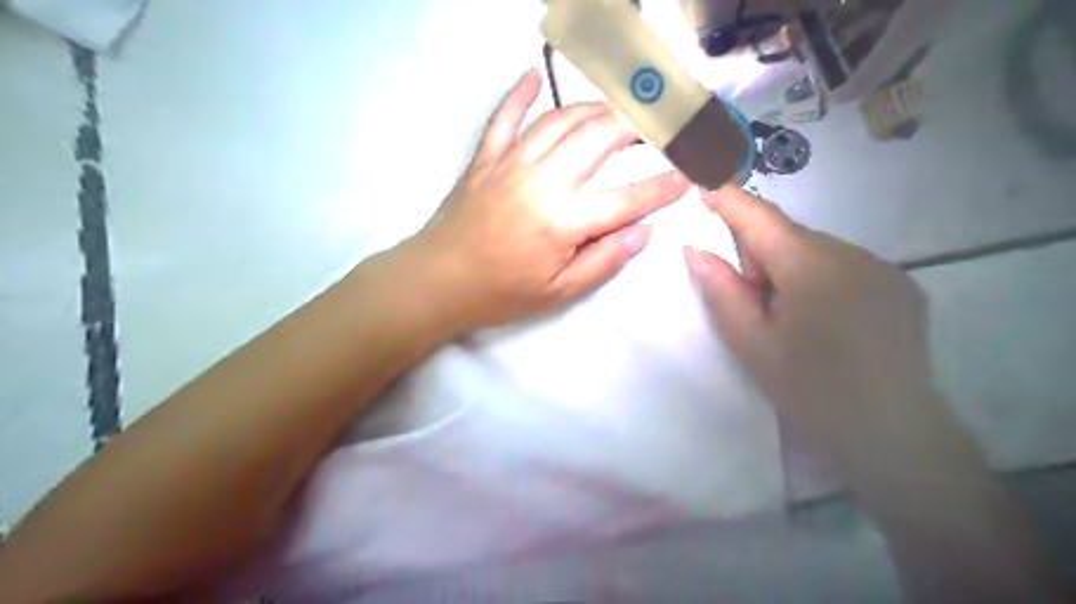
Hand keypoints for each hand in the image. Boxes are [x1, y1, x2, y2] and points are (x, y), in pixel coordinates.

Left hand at [408, 68, 693, 331]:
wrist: (437, 282)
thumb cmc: (501, 293)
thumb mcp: (559, 292)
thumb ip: (605, 259)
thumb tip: (644, 230)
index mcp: (564, 221)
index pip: (628, 199)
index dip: (663, 187)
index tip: (689, 174)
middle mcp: (543, 181)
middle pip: (599, 139)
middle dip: (636, 127)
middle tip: (658, 124)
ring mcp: (510, 163)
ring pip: (560, 120)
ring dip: (593, 109)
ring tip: (615, 111)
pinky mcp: (485, 158)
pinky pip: (504, 117)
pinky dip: (519, 94)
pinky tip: (533, 76)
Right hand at [684, 183, 980, 490]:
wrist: (892, 433)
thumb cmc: (810, 390)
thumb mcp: (753, 345)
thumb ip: (722, 292)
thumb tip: (695, 250)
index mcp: (811, 268)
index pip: (762, 219)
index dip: (731, 200)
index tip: (706, 183)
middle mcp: (852, 255)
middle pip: (790, 237)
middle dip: (761, 255)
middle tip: (751, 301)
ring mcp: (883, 268)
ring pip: (817, 251)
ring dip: (792, 269)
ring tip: (791, 318)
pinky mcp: (901, 285)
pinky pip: (845, 266)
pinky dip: (822, 279)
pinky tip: (826, 321)